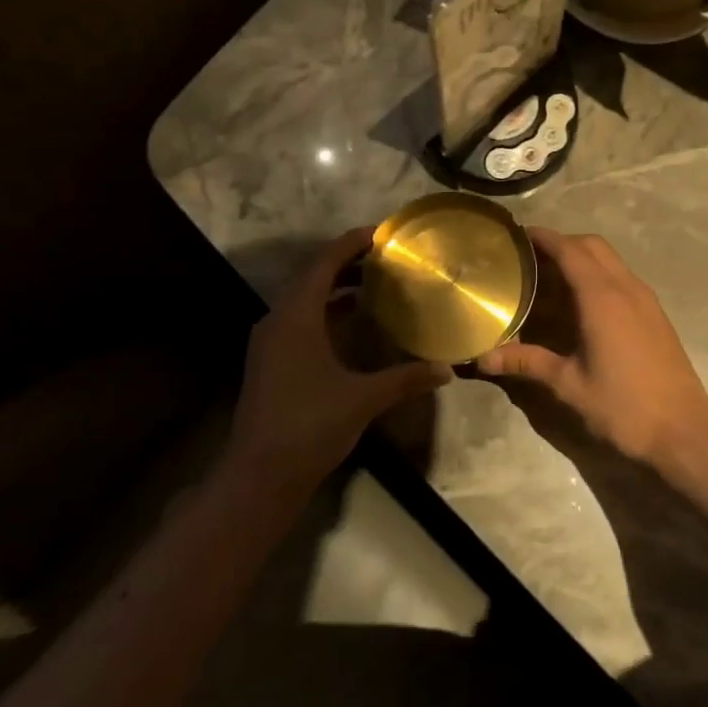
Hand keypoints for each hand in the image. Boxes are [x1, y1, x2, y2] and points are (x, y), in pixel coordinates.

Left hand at [224, 228, 451, 488]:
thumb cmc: (309, 425)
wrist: (260, 474)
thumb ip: (405, 378)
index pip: (323, 264)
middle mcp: (278, 321)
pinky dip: (327, 312)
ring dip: (336, 287)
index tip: (382, 232)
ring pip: (305, 300)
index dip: (351, 243)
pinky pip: (301, 321)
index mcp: (296, 317)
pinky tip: (352, 322)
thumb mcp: (363, 398)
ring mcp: (271, 342)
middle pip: (312, 277)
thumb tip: (447, 369)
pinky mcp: (272, 361)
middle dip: (347, 262)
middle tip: (385, 255)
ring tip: (375, 282)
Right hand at [476, 229, 707, 470]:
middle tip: (531, 258)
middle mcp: (627, 288)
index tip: (518, 234)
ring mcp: (646, 300)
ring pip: (612, 260)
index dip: (544, 238)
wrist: (683, 431)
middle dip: (563, 243)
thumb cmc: (623, 407)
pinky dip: (600, 275)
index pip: (570, 250)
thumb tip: (483, 358)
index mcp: (602, 298)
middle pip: (593, 246)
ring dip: (583, 258)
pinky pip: (624, 278)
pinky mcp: (656, 315)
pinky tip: (583, 304)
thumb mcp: (569, 385)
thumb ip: (527, 362)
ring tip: (551, 277)